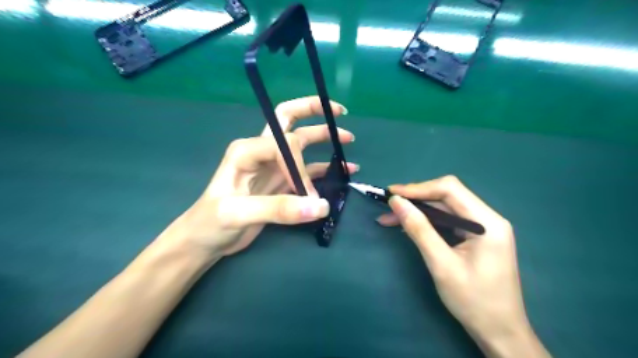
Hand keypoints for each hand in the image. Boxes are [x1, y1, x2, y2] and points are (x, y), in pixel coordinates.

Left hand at [158, 95, 358, 256]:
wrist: (205, 240)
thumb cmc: (211, 222)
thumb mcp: (238, 214)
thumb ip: (279, 209)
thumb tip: (321, 206)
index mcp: (247, 150)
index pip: (285, 145)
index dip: (300, 167)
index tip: (307, 194)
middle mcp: (261, 151)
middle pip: (288, 120)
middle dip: (313, 111)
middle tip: (339, 111)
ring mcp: (273, 167)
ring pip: (302, 144)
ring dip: (324, 137)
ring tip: (348, 139)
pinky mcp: (281, 183)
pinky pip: (307, 169)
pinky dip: (325, 168)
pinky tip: (344, 169)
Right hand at [375, 176, 550, 357]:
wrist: (500, 333)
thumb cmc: (473, 301)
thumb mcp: (441, 264)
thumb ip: (419, 229)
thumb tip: (396, 202)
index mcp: (487, 222)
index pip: (450, 189)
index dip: (418, 188)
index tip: (392, 194)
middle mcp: (488, 218)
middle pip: (447, 196)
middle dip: (415, 199)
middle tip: (389, 206)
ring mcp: (482, 228)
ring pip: (444, 209)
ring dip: (418, 211)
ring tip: (390, 218)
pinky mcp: (475, 237)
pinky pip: (447, 222)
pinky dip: (426, 223)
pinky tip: (407, 227)